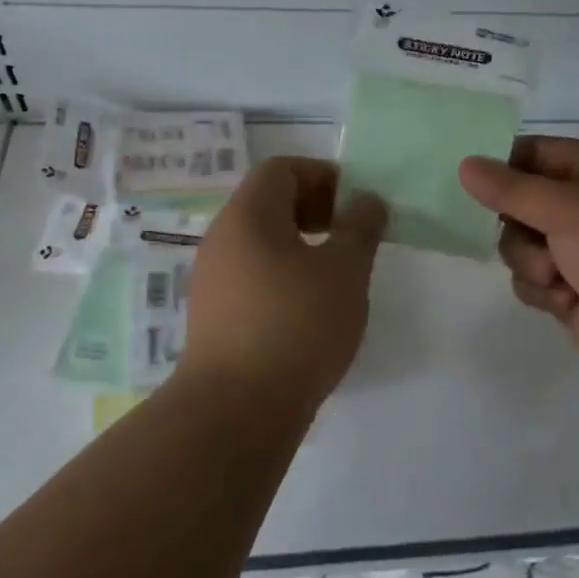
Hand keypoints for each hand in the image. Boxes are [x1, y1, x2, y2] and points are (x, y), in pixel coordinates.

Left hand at [182, 157, 386, 408]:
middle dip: (314, 209)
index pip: (281, 168)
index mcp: (248, 215)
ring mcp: (211, 278)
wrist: (237, 409)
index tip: (354, 203)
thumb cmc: (297, 325)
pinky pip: (251, 275)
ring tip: (334, 275)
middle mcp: (221, 238)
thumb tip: (367, 200)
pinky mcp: (213, 315)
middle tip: (348, 236)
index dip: (322, 175)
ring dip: (299, 245)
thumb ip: (361, 228)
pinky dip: (281, 275)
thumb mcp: (345, 271)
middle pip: (267, 202)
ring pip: (260, 241)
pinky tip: (307, 309)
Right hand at [458, 137, 578, 383]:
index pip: (535, 154)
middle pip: (519, 204)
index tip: (472, 180)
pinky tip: (569, 300)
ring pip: (520, 247)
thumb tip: (465, 164)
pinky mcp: (572, 292)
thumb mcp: (565, 207)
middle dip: (517, 226)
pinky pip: (531, 282)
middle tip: (531, 235)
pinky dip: (544, 291)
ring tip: (559, 277)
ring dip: (531, 263)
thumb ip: (510, 188)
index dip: (503, 165)